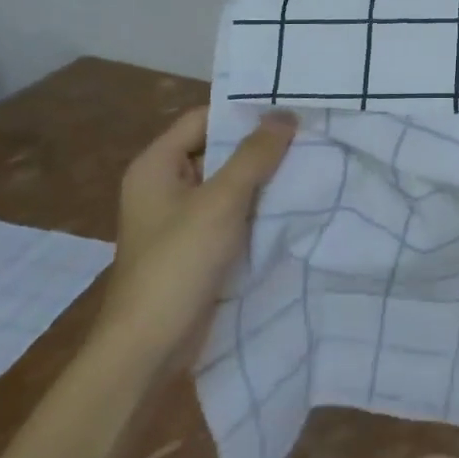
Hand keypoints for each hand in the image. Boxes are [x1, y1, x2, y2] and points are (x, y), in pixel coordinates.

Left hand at [95, 106, 296, 354]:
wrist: (148, 349)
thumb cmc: (178, 264)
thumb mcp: (221, 201)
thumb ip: (254, 155)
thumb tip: (285, 114)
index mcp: (156, 165)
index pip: (204, 118)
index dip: (243, 111)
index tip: (289, 108)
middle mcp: (164, 185)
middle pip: (217, 149)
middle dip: (260, 145)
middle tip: (309, 134)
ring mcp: (179, 219)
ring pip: (227, 183)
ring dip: (262, 178)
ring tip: (310, 163)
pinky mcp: (195, 247)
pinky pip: (230, 213)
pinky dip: (256, 207)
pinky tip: (292, 203)